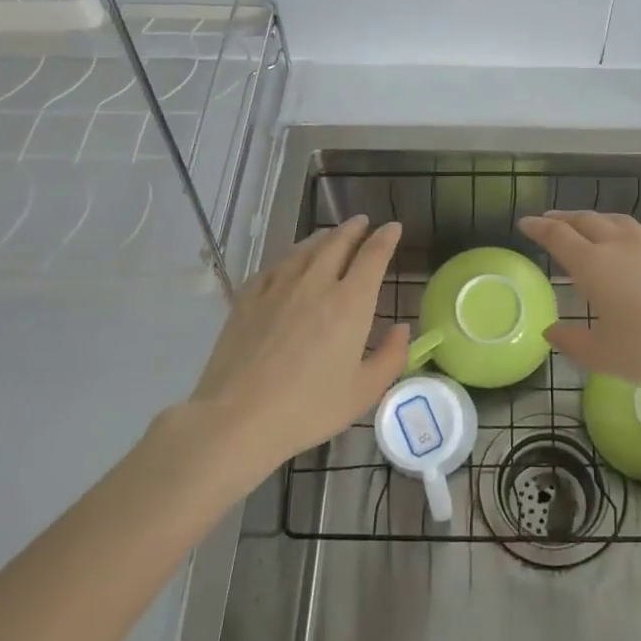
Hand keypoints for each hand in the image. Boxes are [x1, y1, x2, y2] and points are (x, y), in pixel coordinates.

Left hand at [178, 216, 408, 481]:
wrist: (238, 418)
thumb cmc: (308, 408)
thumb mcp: (364, 392)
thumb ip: (391, 357)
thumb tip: (402, 329)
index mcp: (350, 303)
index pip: (373, 256)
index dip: (386, 238)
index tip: (393, 227)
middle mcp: (316, 284)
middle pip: (337, 242)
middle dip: (353, 228)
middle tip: (362, 222)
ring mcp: (278, 287)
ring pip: (304, 249)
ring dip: (322, 237)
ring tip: (329, 235)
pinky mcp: (247, 298)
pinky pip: (274, 266)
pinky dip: (289, 258)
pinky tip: (288, 263)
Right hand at [517, 211, 640, 415]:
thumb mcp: (605, 357)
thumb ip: (572, 342)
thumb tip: (551, 331)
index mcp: (594, 265)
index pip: (558, 236)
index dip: (538, 227)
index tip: (525, 223)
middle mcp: (621, 244)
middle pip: (585, 220)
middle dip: (563, 219)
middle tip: (549, 221)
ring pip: (616, 220)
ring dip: (594, 220)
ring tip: (586, 227)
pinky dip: (623, 230)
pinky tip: (630, 243)